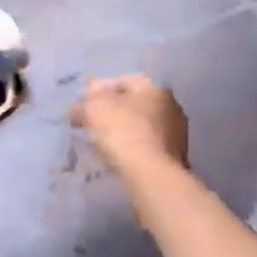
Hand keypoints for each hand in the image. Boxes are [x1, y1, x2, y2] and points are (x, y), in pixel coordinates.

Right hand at [71, 74, 188, 176]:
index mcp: (155, 87)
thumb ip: (86, 101)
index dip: (99, 90)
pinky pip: (146, 146)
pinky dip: (131, 148)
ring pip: (141, 126)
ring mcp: (176, 133)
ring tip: (99, 143)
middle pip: (134, 104)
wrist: (151, 176)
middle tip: (89, 122)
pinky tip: (116, 158)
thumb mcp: (95, 109)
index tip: (82, 104)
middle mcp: (170, 106)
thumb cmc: (123, 132)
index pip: (123, 80)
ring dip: (121, 131)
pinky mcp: (174, 158)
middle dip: (111, 111)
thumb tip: (80, 102)